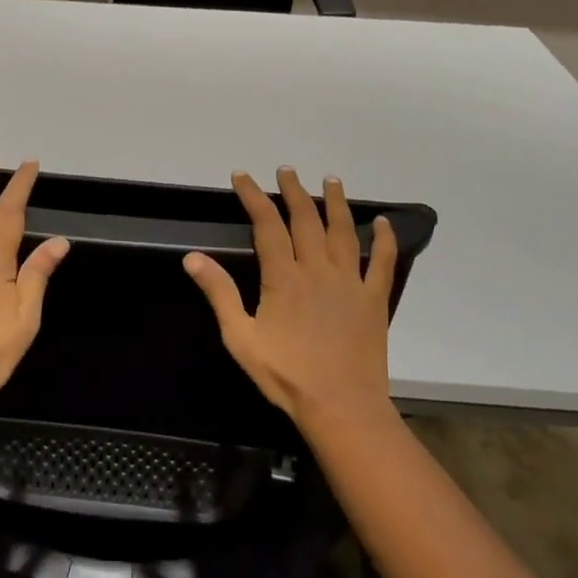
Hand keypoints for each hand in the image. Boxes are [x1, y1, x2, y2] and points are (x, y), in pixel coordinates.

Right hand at [182, 167, 397, 430]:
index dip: (253, 196)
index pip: (266, 225)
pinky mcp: (374, 299)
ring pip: (343, 231)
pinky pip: (382, 262)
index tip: (242, 176)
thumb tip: (193, 257)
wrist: (341, 407)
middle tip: (286, 170)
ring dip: (336, 202)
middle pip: (305, 219)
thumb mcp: (241, 338)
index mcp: (284, 277)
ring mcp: (350, 282)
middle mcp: (317, 269)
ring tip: (331, 179)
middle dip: (293, 191)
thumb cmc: (286, 376)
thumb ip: (219, 294)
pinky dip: (384, 240)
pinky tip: (384, 222)